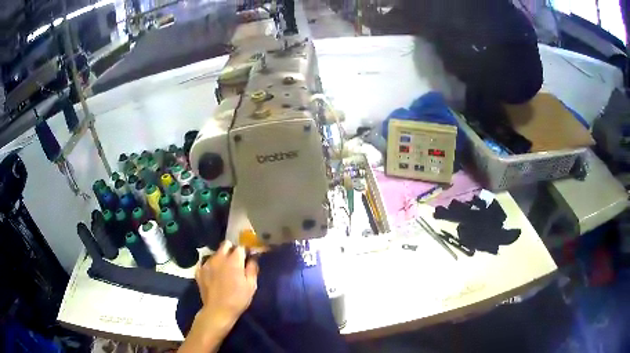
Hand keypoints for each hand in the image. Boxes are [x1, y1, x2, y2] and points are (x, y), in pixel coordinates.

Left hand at [194, 241, 258, 331]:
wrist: (218, 311)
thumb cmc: (238, 299)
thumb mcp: (251, 286)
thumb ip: (252, 268)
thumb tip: (253, 258)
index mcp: (233, 260)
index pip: (241, 247)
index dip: (245, 251)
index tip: (248, 257)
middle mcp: (219, 258)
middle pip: (226, 245)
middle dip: (232, 249)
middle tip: (236, 261)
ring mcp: (207, 263)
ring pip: (215, 253)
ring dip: (221, 258)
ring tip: (224, 269)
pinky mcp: (199, 271)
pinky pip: (206, 263)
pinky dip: (211, 266)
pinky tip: (214, 275)